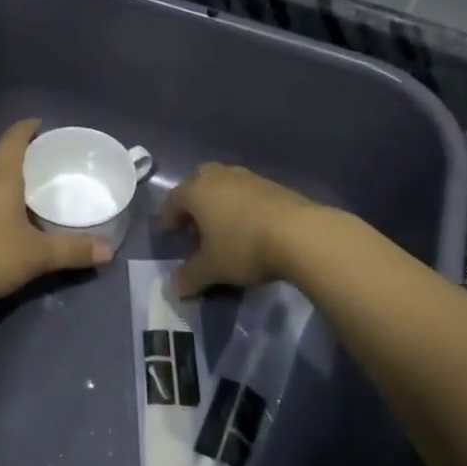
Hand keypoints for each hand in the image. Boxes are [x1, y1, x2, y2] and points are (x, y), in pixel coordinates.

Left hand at [0, 119, 110, 308]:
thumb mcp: (39, 254)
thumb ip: (74, 250)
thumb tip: (107, 251)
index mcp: (0, 175)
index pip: (13, 137)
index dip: (27, 127)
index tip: (42, 125)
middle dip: (19, 151)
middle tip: (43, 158)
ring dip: (4, 173)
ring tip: (27, 184)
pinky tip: (6, 214)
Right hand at [159, 163, 318, 296]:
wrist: (300, 233)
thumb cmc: (244, 247)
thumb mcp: (212, 268)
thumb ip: (190, 276)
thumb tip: (172, 288)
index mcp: (196, 190)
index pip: (172, 201)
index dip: (167, 219)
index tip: (166, 234)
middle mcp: (218, 176)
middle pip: (197, 185)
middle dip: (193, 205)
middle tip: (194, 229)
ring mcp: (247, 177)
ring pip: (223, 186)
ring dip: (218, 204)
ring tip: (222, 230)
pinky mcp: (272, 184)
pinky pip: (245, 193)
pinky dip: (240, 206)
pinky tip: (248, 228)